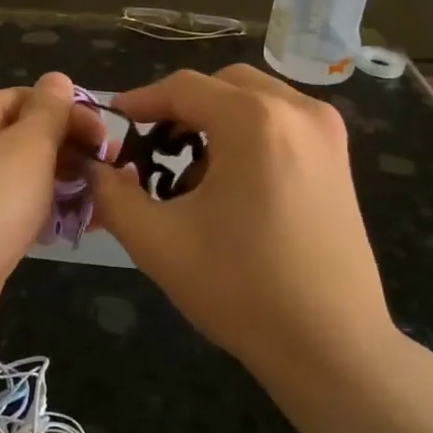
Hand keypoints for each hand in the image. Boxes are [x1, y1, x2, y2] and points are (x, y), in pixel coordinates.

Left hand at [0, 72, 105, 356]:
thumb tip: (58, 78)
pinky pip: (14, 209)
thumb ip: (49, 111)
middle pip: (27, 136)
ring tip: (101, 202)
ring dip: (62, 184)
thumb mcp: (28, 146)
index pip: (30, 98)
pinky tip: (72, 227)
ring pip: (24, 176)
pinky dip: (42, 213)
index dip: (72, 114)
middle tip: (110, 173)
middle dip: (71, 151)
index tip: (108, 142)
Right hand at [87, 64, 399, 382]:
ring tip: (191, 174)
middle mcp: (298, 111)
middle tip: (151, 149)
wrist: (331, 348)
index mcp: (256, 120)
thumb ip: (113, 195)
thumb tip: (94, 168)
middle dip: (181, 109)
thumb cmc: (241, 289)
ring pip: (254, 100)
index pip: (183, 88)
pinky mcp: (339, 158)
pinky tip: (233, 184)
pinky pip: (281, 122)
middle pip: (222, 85)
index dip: (140, 102)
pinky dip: (248, 135)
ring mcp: (327, 133)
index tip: (112, 123)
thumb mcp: (158, 242)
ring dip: (216, 121)